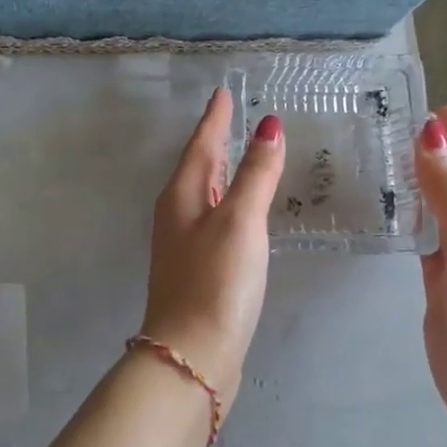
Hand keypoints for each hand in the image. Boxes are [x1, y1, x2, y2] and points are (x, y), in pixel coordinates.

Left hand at [140, 86, 284, 407]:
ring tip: (242, 153)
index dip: (215, 117)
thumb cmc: (216, 281)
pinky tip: (243, 210)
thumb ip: (255, 174)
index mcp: (182, 195)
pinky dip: (230, 203)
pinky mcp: (199, 269)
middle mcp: (178, 214)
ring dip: (222, 171)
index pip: (201, 143)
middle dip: (216, 140)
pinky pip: (215, 220)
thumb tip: (268, 126)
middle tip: (235, 116)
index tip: (222, 92)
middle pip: (199, 166)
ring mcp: (186, 243)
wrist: (192, 354)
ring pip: (206, 193)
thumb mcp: (240, 220)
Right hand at [415, 104, 446, 433]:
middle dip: (428, 149)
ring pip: (434, 206)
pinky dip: (404, 218)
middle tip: (382, 124)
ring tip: (375, 157)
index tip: (418, 100)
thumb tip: (429, 134)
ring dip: (413, 182)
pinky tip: (383, 210)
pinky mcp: (440, 282)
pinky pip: (420, 237)